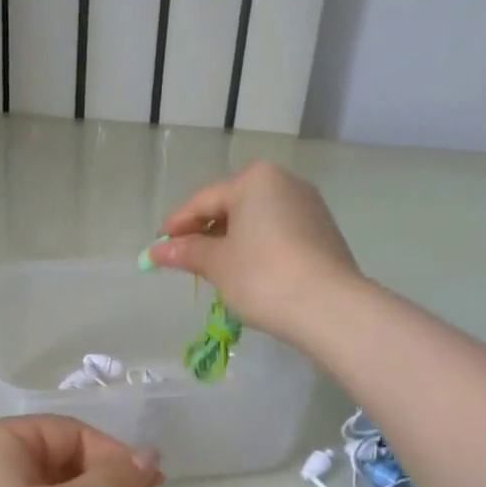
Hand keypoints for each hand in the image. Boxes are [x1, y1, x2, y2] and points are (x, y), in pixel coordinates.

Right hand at [145, 163, 360, 344]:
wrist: (330, 307)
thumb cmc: (262, 276)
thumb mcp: (217, 264)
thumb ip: (186, 252)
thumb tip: (156, 250)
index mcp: (255, 180)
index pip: (204, 201)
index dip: (177, 226)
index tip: (158, 248)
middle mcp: (285, 182)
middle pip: (232, 206)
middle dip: (206, 233)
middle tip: (185, 260)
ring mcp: (309, 206)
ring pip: (258, 220)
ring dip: (233, 241)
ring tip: (216, 270)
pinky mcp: (324, 232)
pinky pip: (279, 233)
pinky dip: (259, 248)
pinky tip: (250, 273)